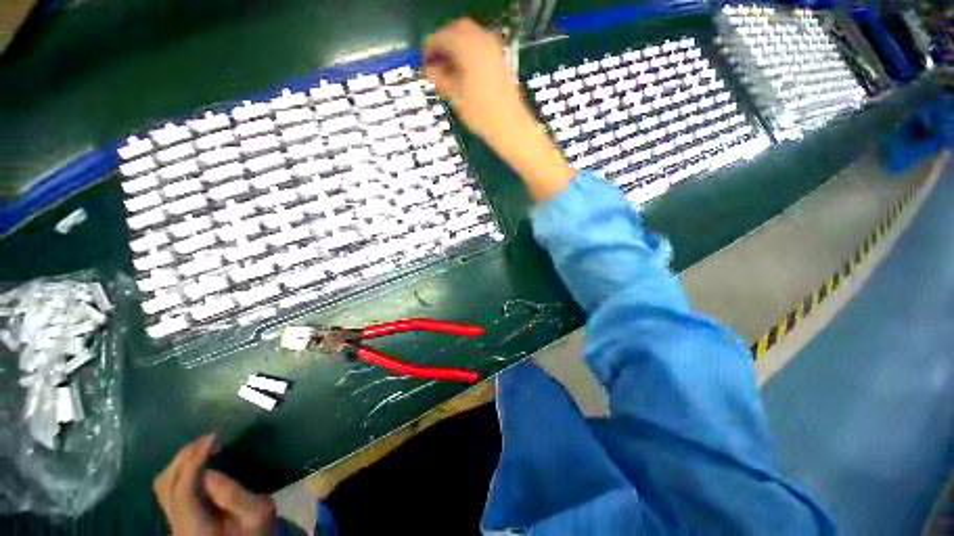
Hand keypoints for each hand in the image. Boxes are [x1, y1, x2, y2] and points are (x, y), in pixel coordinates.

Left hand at [153, 434, 274, 535]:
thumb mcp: (257, 515)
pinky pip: (170, 487)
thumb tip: (209, 472)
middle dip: (185, 457)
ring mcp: (172, 522)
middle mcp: (175, 524)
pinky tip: (198, 461)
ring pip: (163, 484)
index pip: (181, 491)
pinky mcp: (176, 517)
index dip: (193, 462)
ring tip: (204, 446)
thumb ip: (235, 496)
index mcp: (194, 527)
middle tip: (209, 438)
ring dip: (181, 461)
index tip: (213, 438)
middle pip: (165, 484)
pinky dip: (181, 469)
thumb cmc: (255, 532)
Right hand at [423, 18, 533, 147]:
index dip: (429, 48)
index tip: (423, 61)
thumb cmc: (481, 114)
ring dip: (456, 48)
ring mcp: (494, 49)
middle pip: (457, 30)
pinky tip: (463, 72)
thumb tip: (430, 69)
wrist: (510, 126)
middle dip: (444, 43)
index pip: (441, 37)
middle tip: (435, 62)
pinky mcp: (501, 59)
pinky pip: (480, 47)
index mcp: (468, 47)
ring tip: (448, 70)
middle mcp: (482, 40)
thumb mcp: (455, 96)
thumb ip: (440, 78)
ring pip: (470, 37)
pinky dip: (469, 53)